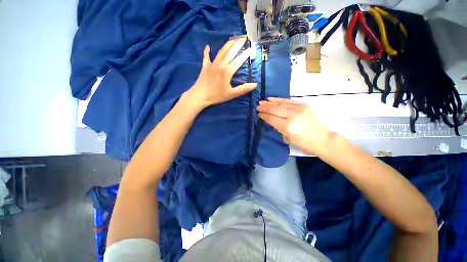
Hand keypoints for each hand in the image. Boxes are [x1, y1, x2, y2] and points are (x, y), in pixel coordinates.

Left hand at [187, 37, 256, 108]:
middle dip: (238, 44)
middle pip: (230, 52)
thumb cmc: (216, 96)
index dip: (246, 54)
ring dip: (228, 44)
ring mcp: (212, 64)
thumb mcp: (231, 94)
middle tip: (244, 37)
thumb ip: (243, 89)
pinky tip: (208, 46)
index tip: (251, 48)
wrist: (200, 95)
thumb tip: (255, 84)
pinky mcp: (205, 66)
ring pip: (221, 51)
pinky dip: (207, 51)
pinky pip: (206, 56)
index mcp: (228, 71)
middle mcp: (221, 64)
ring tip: (233, 38)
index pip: (239, 60)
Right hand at [257, 98, 332, 154]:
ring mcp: (299, 109)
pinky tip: (272, 99)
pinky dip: (279, 99)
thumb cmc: (304, 144)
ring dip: (270, 102)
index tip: (258, 114)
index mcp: (288, 127)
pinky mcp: (303, 105)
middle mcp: (292, 116)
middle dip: (264, 108)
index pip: (271, 118)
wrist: (323, 139)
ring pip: (280, 104)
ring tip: (262, 102)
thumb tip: (271, 120)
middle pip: (274, 109)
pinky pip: (288, 101)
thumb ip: (279, 128)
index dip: (264, 115)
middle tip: (258, 106)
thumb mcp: (288, 139)